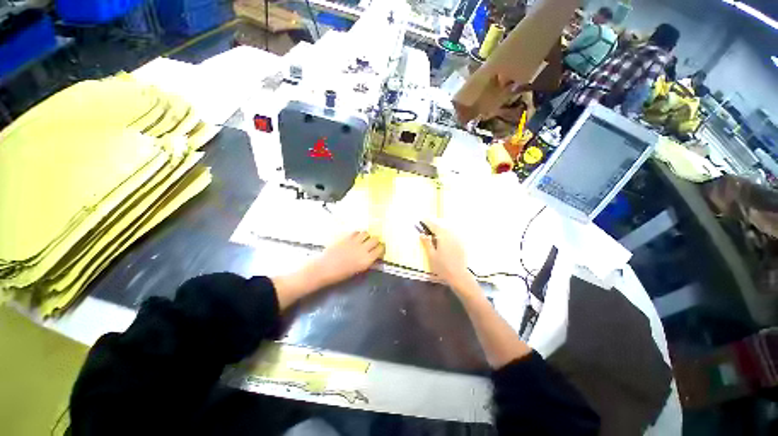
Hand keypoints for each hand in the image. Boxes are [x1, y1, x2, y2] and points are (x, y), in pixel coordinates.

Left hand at [304, 231, 384, 289]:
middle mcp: (363, 249)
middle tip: (372, 243)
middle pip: (375, 239)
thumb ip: (367, 261)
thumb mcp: (358, 270)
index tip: (380, 248)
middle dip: (375, 241)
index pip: (380, 249)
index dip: (381, 248)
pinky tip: (355, 238)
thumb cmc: (340, 273)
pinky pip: (356, 232)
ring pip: (366, 233)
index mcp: (367, 260)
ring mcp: (355, 241)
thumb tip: (372, 255)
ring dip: (366, 236)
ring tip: (363, 239)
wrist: (324, 268)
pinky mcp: (346, 237)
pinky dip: (357, 234)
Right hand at [419, 221, 474, 293]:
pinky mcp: (462, 243)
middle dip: (434, 224)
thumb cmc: (443, 266)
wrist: (459, 276)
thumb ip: (427, 243)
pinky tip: (444, 239)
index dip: (427, 221)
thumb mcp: (431, 255)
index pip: (433, 225)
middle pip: (441, 225)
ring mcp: (458, 238)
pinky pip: (453, 234)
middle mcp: (451, 234)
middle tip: (427, 225)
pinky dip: (448, 233)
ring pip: (448, 229)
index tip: (421, 219)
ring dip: (441, 228)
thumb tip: (422, 234)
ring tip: (435, 231)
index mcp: (443, 235)